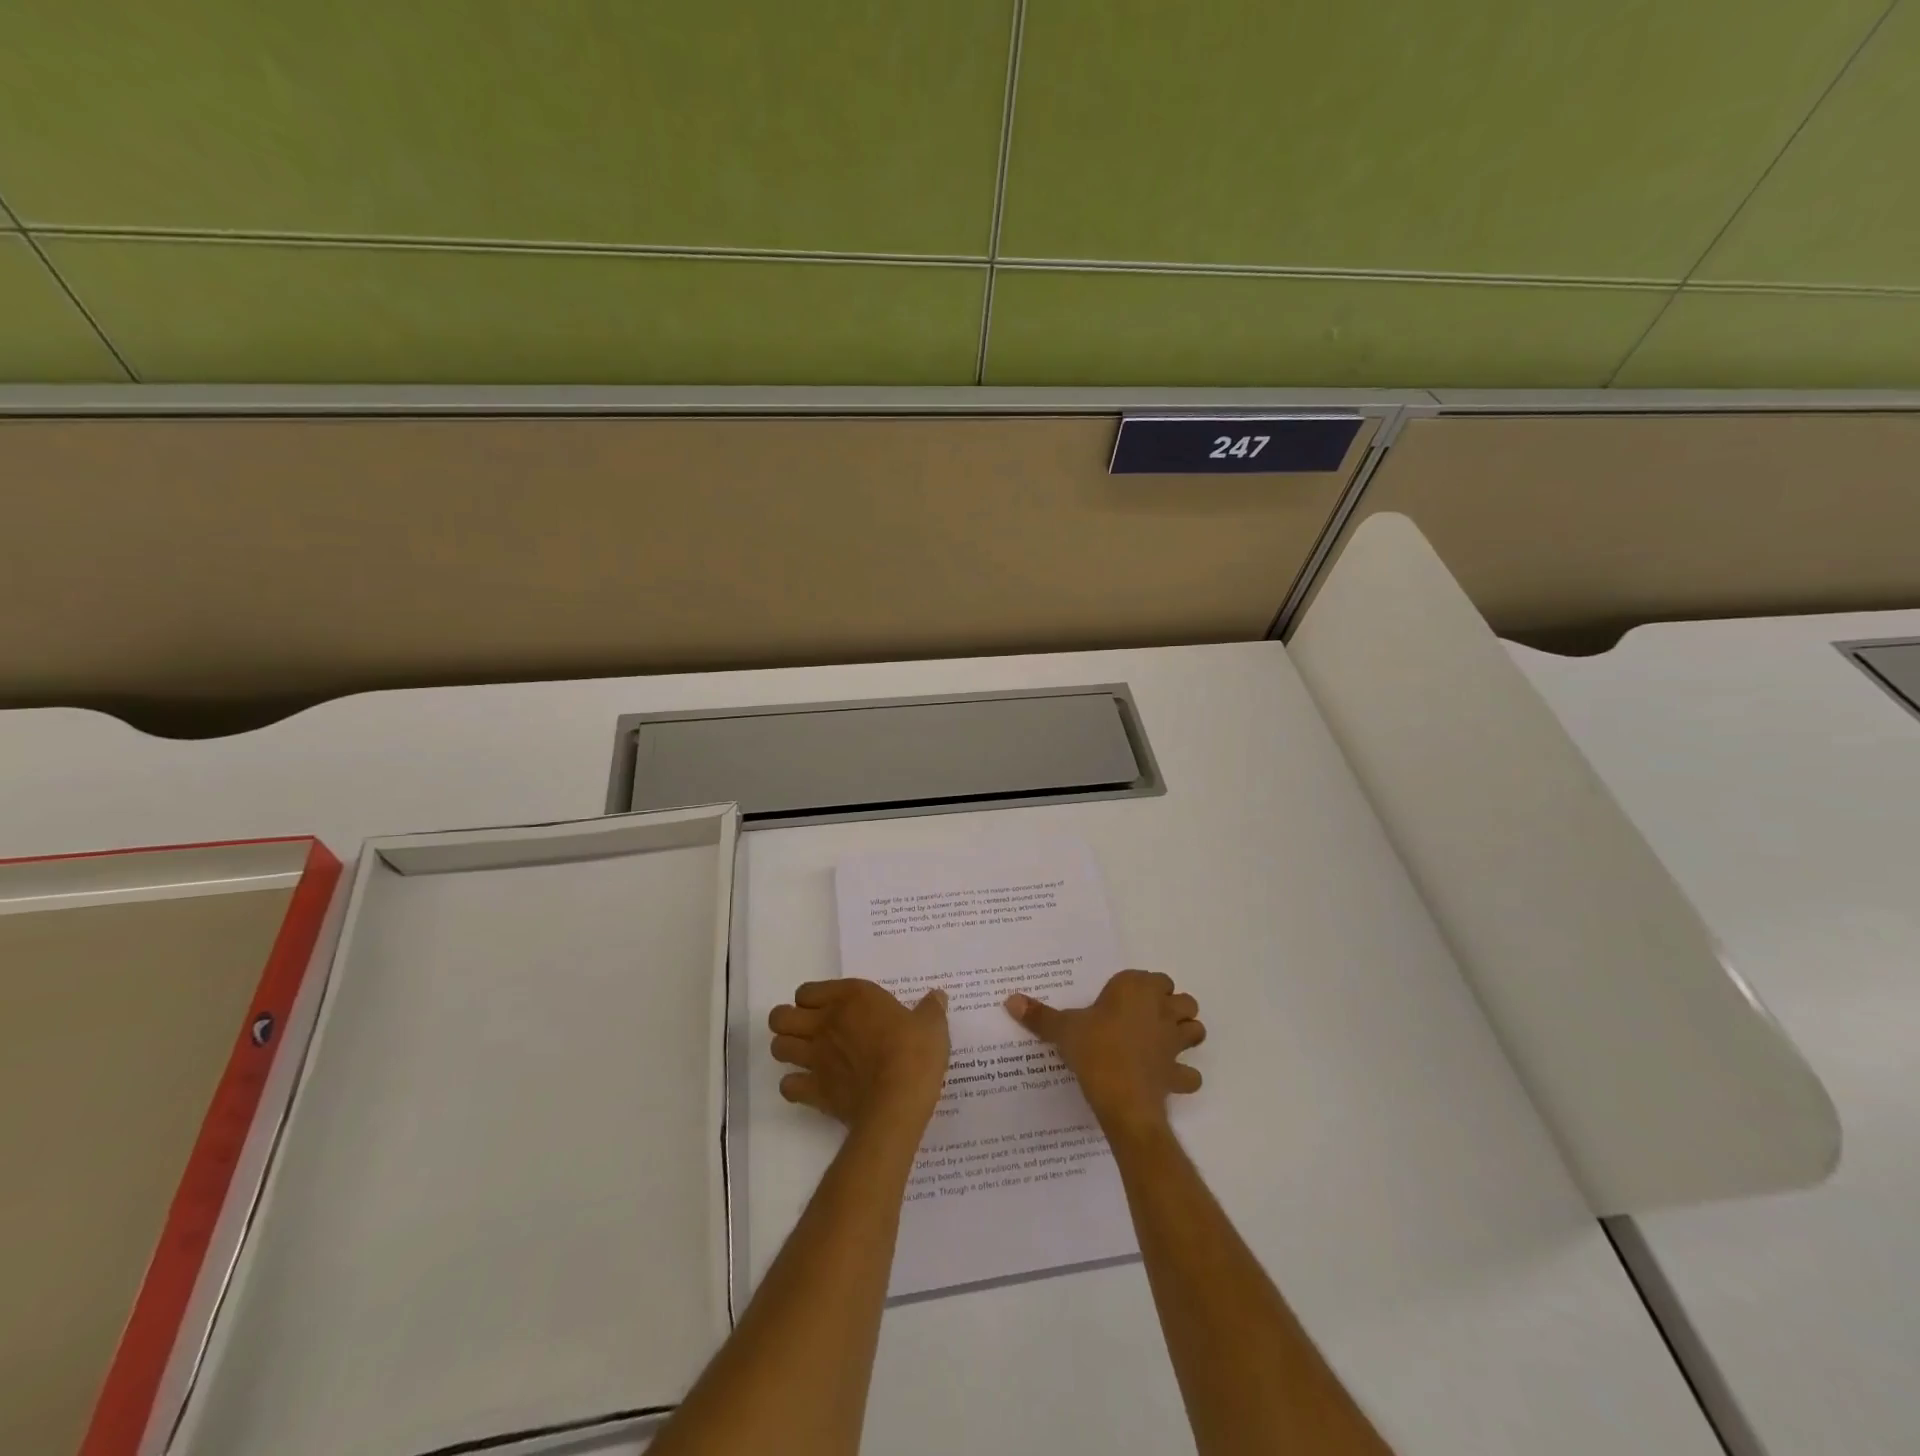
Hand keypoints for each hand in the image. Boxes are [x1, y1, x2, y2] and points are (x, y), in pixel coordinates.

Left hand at [769, 979, 950, 1133]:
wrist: (898, 1101)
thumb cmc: (914, 1053)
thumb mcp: (931, 1025)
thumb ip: (930, 1008)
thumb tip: (937, 996)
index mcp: (851, 997)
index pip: (806, 991)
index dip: (813, 999)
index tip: (829, 1008)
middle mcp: (825, 1022)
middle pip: (780, 1017)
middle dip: (788, 1022)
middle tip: (809, 1030)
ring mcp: (815, 1057)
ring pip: (778, 1048)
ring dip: (787, 1050)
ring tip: (806, 1056)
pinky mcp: (814, 1091)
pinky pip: (788, 1086)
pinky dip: (794, 1086)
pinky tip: (810, 1087)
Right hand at [1005, 970, 1204, 1134]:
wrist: (1121, 1098)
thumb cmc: (1094, 1049)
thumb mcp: (1062, 1029)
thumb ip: (1039, 1015)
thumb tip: (1009, 1000)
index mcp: (1136, 989)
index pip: (1154, 978)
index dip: (1144, 988)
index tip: (1124, 1000)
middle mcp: (1161, 1010)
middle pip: (1183, 1000)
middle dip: (1172, 1007)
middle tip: (1147, 1018)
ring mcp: (1174, 1042)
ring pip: (1195, 1030)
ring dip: (1186, 1034)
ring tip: (1164, 1042)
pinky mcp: (1178, 1073)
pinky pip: (1190, 1074)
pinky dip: (1184, 1075)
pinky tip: (1168, 1078)